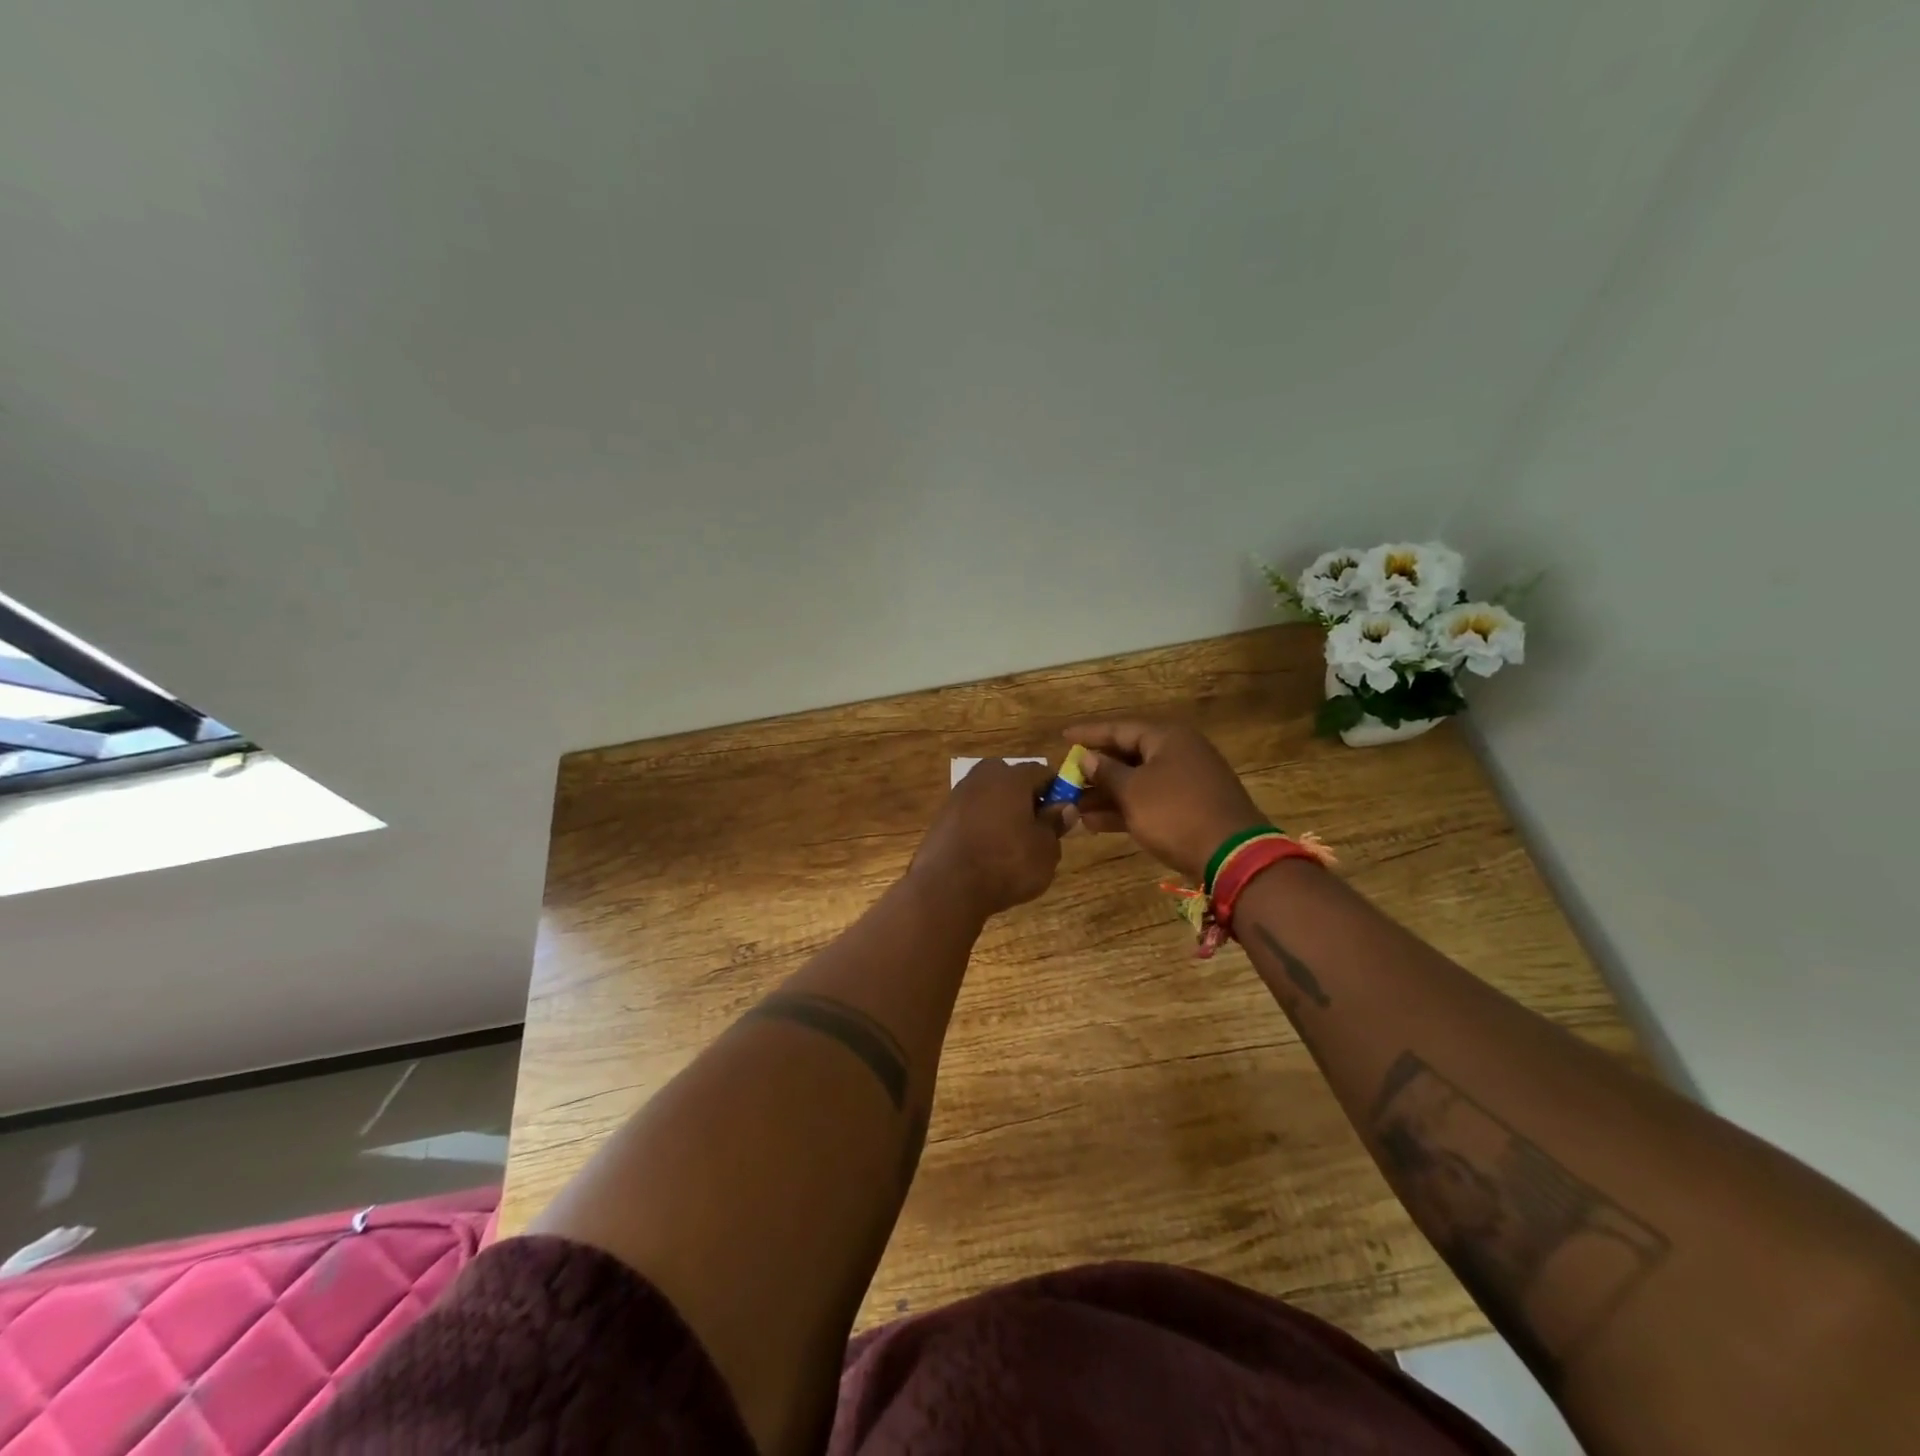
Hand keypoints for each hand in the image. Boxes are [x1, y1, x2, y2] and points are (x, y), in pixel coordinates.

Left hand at [909, 759, 1063, 918]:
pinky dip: (982, 826)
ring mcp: (957, 796)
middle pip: (1011, 780)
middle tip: (1036, 828)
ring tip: (1011, 844)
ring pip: (989, 796)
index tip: (1061, 814)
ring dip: (1002, 812)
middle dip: (1025, 798)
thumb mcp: (1045, 850)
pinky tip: (986, 851)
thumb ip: (1055, 824)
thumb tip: (1064, 807)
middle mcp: (982, 777)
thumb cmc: (1006, 864)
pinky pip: (971, 814)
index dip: (1056, 791)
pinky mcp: (941, 817)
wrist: (947, 888)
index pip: (1042, 772)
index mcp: (1011, 777)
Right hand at [1062, 721, 1269, 881]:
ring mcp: (1186, 782)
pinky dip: (1124, 808)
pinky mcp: (1189, 808)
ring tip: (1073, 806)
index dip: (1088, 733)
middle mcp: (1178, 753)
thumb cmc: (1175, 813)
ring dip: (1106, 794)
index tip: (1062, 738)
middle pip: (1128, 754)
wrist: (1231, 855)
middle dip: (1095, 769)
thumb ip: (1106, 772)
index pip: (1119, 728)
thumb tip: (1087, 757)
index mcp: (1167, 737)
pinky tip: (1094, 823)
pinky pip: (1149, 801)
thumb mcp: (1133, 791)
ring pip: (1137, 781)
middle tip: (1066, 777)